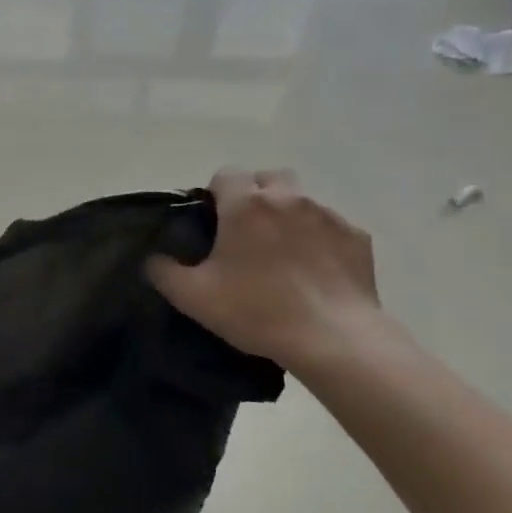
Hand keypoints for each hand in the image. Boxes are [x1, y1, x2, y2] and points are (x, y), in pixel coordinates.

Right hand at [147, 169, 383, 369]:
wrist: (333, 339)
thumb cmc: (257, 310)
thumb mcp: (193, 297)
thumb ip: (164, 272)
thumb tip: (154, 259)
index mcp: (246, 205)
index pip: (226, 173)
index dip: (217, 193)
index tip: (214, 221)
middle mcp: (288, 199)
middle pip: (270, 177)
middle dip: (258, 194)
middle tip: (248, 231)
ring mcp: (327, 216)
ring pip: (302, 200)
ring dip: (290, 215)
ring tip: (284, 252)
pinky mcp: (357, 238)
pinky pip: (332, 227)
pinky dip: (321, 240)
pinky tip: (316, 270)